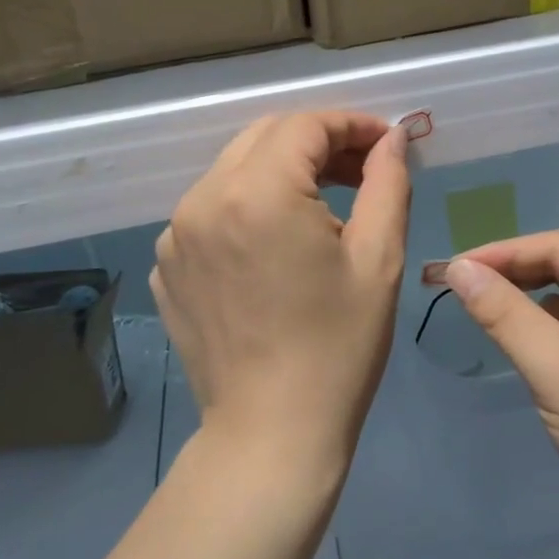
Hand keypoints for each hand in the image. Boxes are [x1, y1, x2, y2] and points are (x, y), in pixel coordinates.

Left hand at [152, 112, 410, 481]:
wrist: (271, 434)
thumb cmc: (338, 347)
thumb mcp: (379, 259)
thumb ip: (387, 182)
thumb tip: (392, 139)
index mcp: (257, 192)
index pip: (305, 125)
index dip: (352, 125)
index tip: (386, 144)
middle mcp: (202, 200)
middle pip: (265, 137)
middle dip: (318, 142)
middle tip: (363, 170)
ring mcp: (175, 235)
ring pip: (235, 170)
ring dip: (283, 172)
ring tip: (326, 208)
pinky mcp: (167, 266)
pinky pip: (211, 211)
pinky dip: (249, 207)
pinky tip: (279, 246)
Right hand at [444, 233, 558, 558]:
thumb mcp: (555, 367)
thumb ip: (504, 312)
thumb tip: (457, 268)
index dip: (501, 253)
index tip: (451, 268)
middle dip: (513, 275)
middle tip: (459, 287)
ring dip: (527, 301)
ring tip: (479, 307)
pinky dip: (546, 328)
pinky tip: (517, 339)